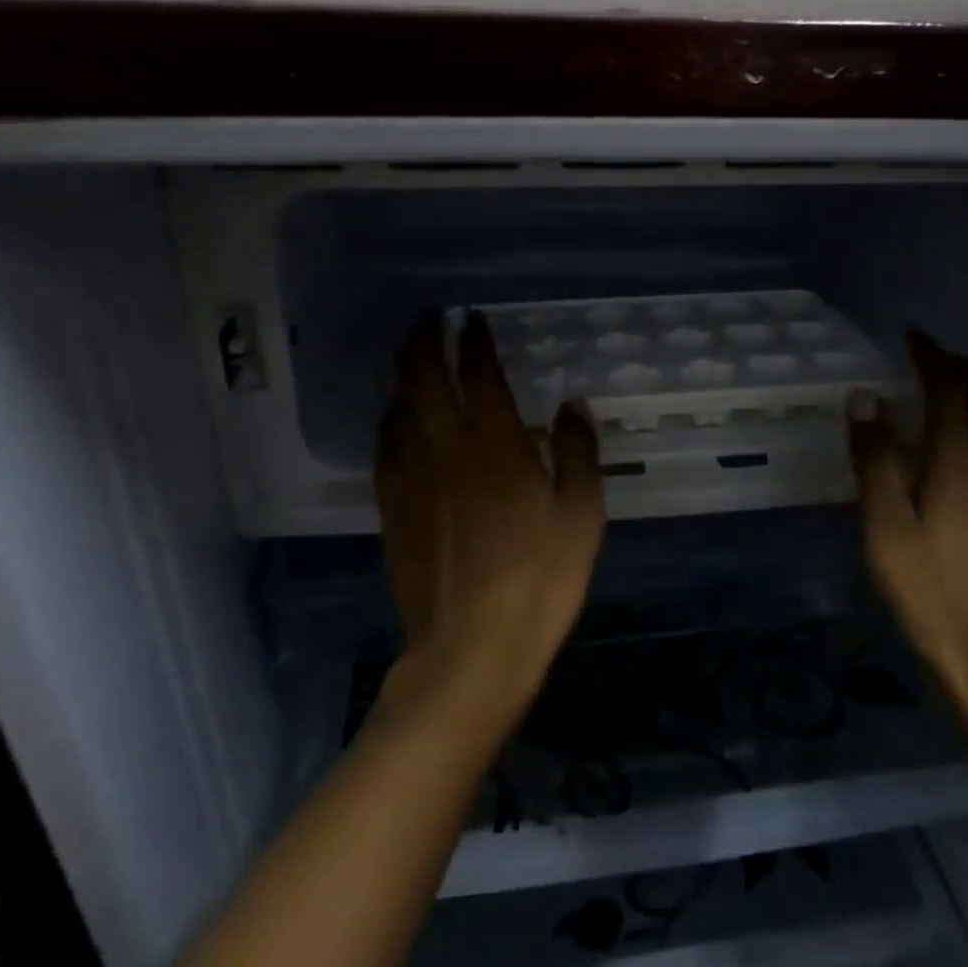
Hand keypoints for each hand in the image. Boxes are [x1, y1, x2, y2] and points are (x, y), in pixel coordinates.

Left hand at [375, 311, 606, 717]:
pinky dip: (390, 418)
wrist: (472, 647)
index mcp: (495, 443)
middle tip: (428, 319)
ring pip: (399, 406)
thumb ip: (577, 451)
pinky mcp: (392, 506)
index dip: (474, 340)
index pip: (479, 373)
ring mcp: (412, 476)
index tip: (473, 319)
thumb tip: (570, 405)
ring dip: (403, 372)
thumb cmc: (539, 578)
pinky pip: (385, 445)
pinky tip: (395, 416)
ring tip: (410, 355)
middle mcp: (446, 446)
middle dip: (424, 340)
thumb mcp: (581, 514)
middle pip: (424, 376)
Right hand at [847, 331, 967, 714]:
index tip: (911, 337)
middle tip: (929, 358)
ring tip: (953, 391)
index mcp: (960, 461)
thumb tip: (866, 397)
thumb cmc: (928, 590)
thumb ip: (875, 457)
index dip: (932, 357)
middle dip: (962, 367)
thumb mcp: (884, 524)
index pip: (951, 389)